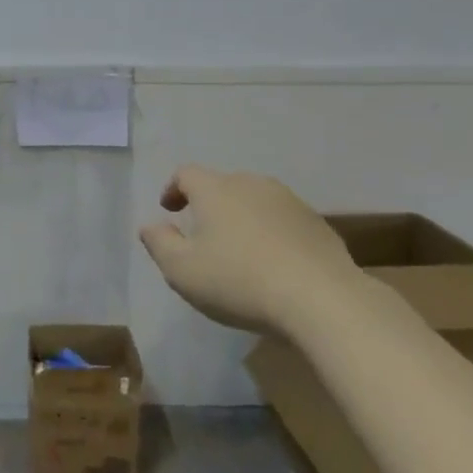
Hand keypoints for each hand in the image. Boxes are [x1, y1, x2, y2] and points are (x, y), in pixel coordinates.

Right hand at [138, 165, 358, 333]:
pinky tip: (273, 264)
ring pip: (255, 201)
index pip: (186, 174)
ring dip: (242, 218)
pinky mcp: (317, 223)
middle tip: (202, 234)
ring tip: (239, 249)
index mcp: (216, 190)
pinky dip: (271, 233)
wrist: (322, 299)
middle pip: (222, 184)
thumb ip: (159, 243)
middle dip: (208, 204)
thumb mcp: (182, 271)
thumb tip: (150, 226)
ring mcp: (289, 201)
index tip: (169, 211)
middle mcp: (252, 184)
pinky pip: (283, 220)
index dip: (173, 189)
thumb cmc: (239, 281)